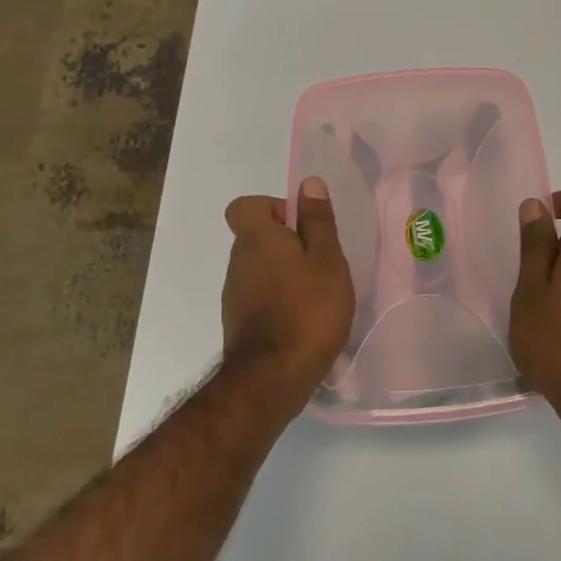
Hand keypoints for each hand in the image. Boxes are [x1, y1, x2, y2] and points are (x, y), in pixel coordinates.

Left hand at [221, 178, 354, 394]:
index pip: (245, 206)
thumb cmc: (308, 310)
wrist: (273, 378)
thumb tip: (308, 183)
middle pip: (256, 238)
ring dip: (284, 274)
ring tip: (317, 296)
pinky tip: (303, 321)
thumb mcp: (327, 260)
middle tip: (321, 265)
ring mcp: (234, 295)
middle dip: (287, 244)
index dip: (273, 208)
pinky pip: (259, 297)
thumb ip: (318, 221)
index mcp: (257, 239)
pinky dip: (278, 301)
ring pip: (259, 269)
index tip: (301, 228)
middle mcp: (238, 262)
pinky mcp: (238, 323)